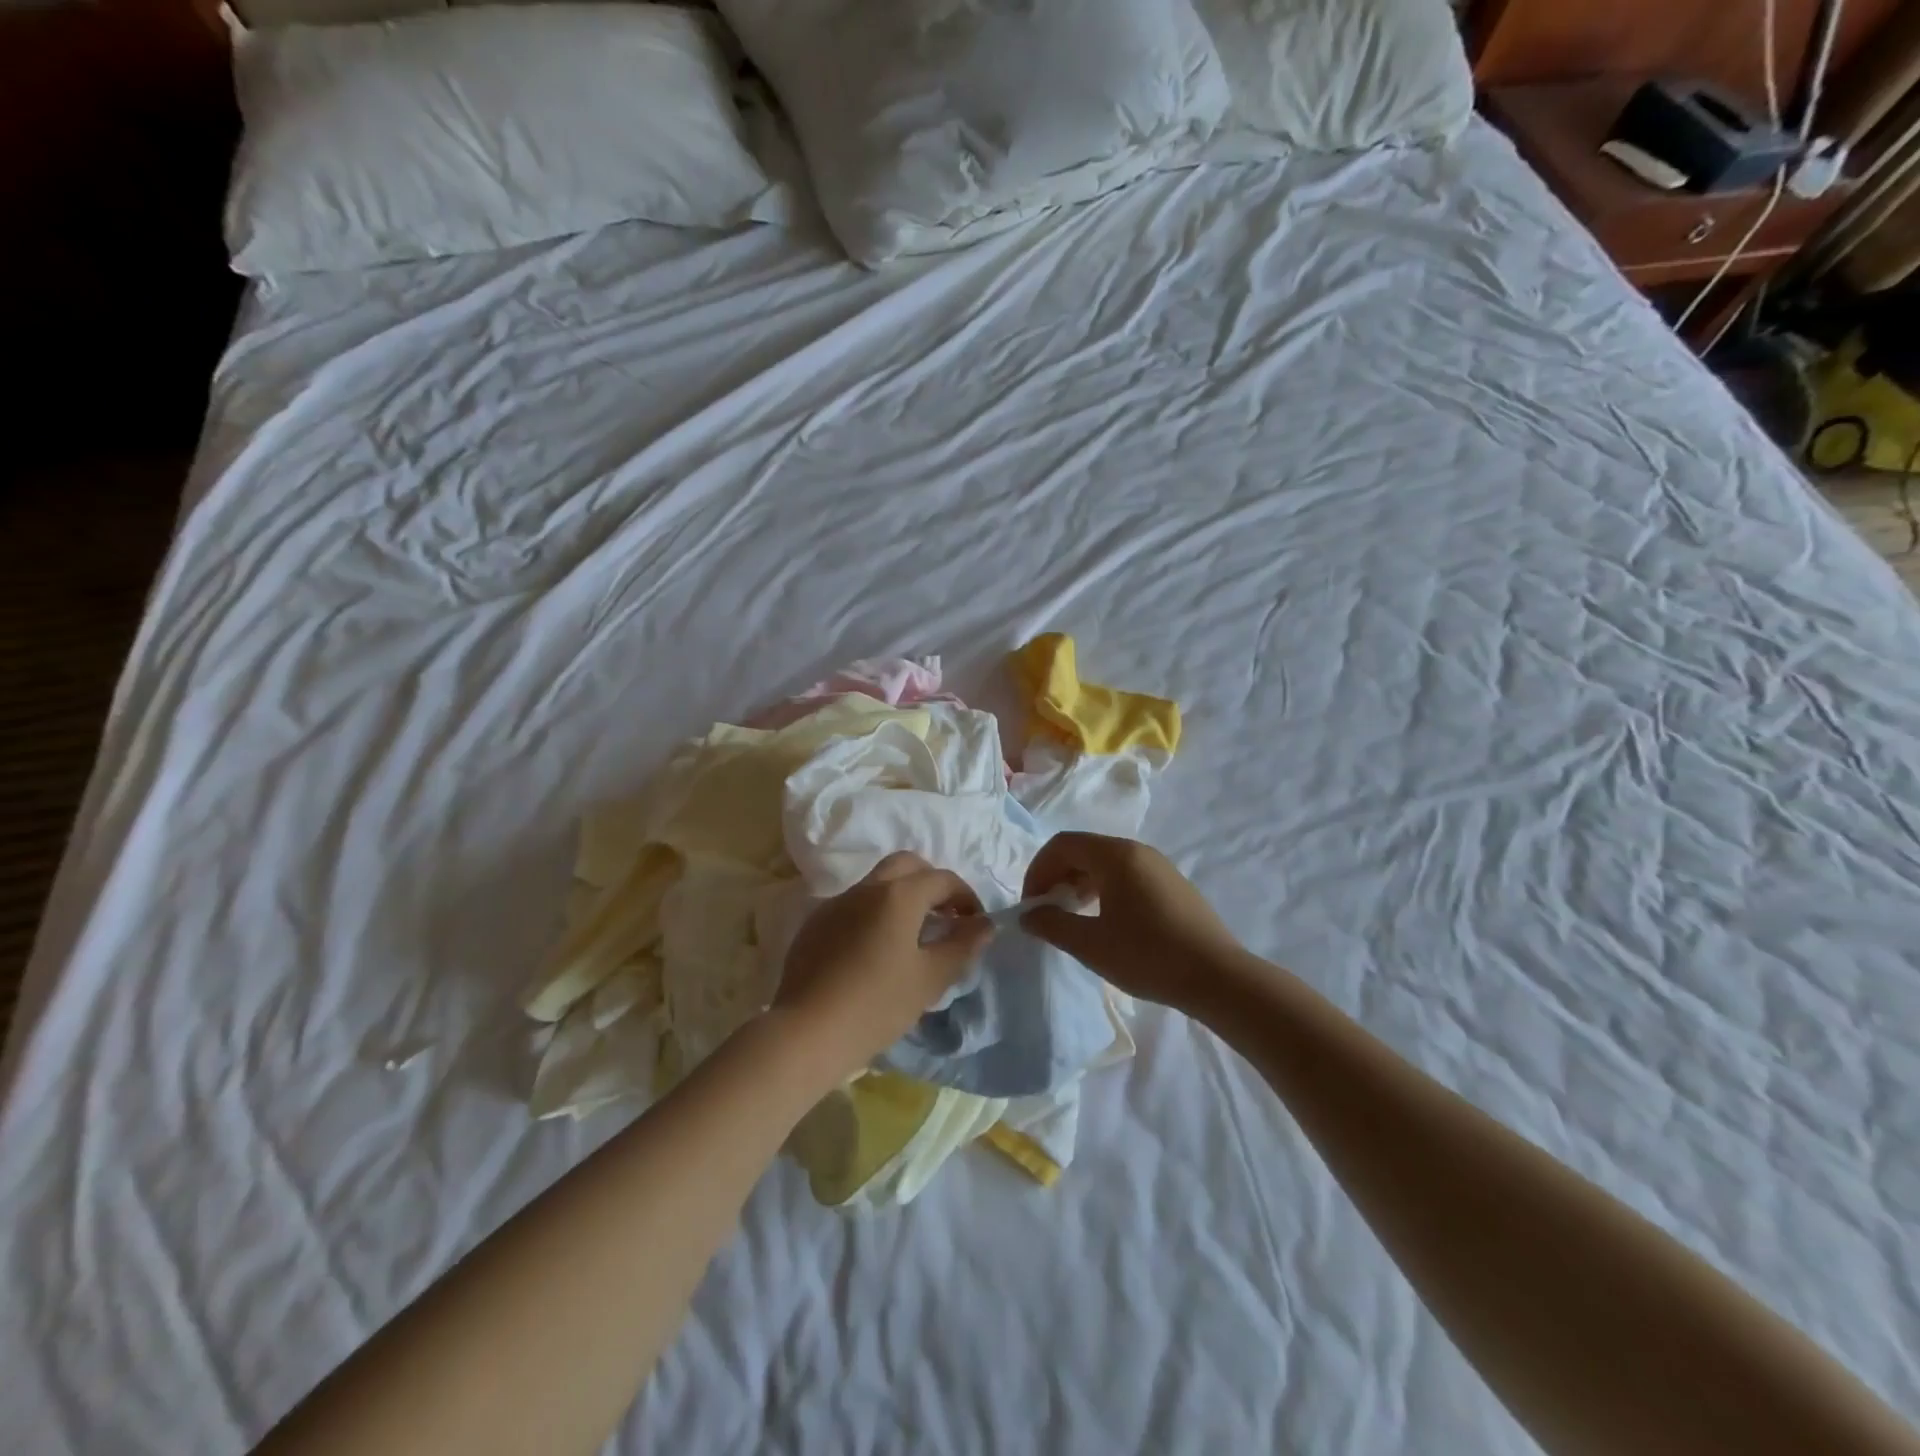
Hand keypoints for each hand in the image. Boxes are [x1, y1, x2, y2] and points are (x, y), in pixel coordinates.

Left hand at [772, 852, 991, 1084]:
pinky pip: (853, 905)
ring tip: (912, 935)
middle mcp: (866, 888)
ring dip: (900, 896)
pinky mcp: (815, 924)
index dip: (965, 897)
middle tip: (944, 916)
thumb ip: (962, 945)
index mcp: (898, 895)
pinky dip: (873, 913)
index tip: (974, 923)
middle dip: (931, 883)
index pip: (942, 879)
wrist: (807, 1032)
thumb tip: (985, 924)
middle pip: (906, 865)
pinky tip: (874, 950)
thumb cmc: (878, 1004)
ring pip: (877, 883)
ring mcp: (836, 903)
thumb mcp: (930, 978)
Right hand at [1021, 832, 1247, 1013]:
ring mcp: (1158, 866)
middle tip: (1047, 912)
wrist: (1217, 976)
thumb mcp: (1091, 945)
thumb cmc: (1148, 956)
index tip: (1032, 905)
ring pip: (1105, 863)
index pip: (1062, 845)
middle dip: (1057, 876)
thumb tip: (1029, 915)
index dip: (1038, 871)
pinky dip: (1104, 889)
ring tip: (1073, 918)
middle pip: (1084, 850)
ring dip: (1080, 883)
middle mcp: (1137, 851)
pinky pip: (1126, 875)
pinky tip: (1106, 922)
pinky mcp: (1172, 884)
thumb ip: (1053, 925)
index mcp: (1115, 855)